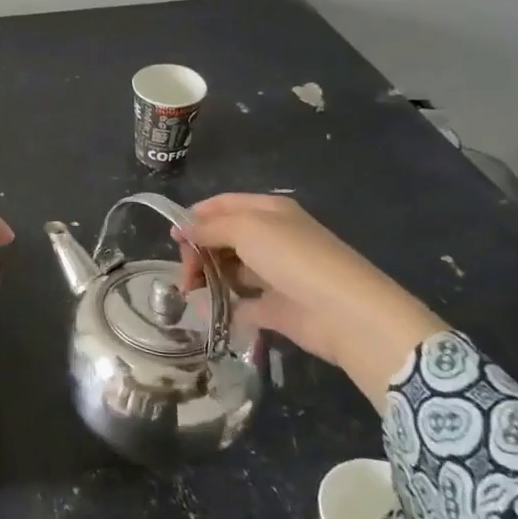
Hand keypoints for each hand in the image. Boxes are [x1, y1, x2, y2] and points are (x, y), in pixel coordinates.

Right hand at [174, 194, 444, 410]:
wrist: (345, 313)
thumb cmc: (293, 258)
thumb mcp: (246, 229)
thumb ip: (210, 227)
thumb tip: (184, 229)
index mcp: (268, 211)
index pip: (224, 205)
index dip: (196, 216)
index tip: (172, 236)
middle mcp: (271, 238)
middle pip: (223, 238)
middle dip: (198, 251)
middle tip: (185, 273)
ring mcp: (275, 274)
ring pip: (230, 270)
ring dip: (207, 279)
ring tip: (191, 293)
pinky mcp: (276, 307)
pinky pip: (242, 304)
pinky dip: (223, 307)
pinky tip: (206, 312)